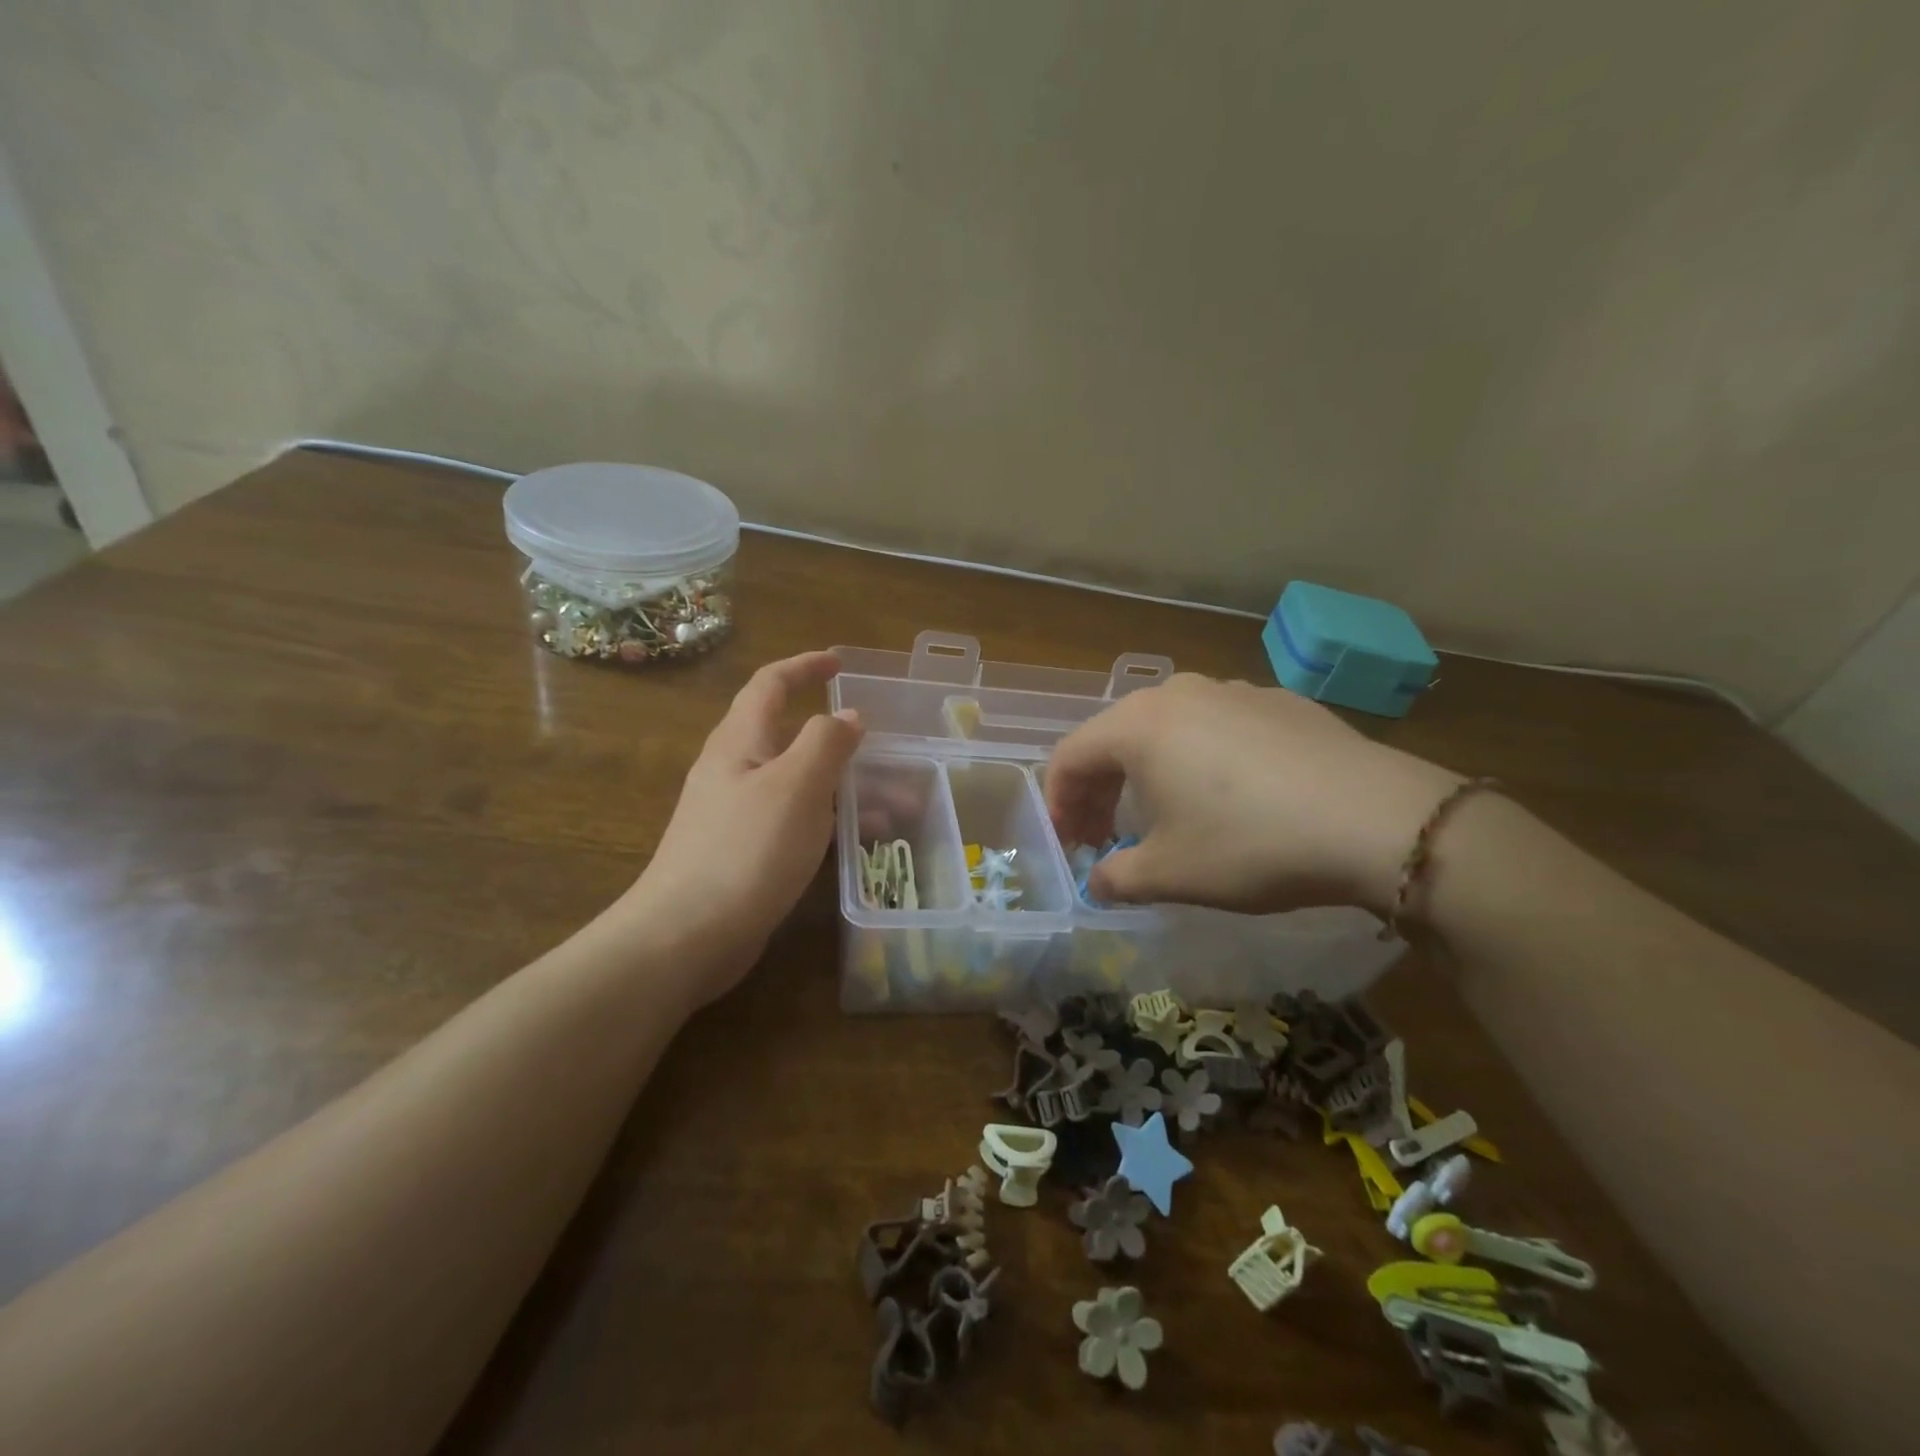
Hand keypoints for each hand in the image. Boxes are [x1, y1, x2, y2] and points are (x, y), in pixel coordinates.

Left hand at [615, 651, 861, 1004]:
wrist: (685, 936)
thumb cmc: (745, 850)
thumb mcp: (796, 786)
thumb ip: (826, 742)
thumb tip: (848, 716)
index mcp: (740, 741)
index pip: (771, 684)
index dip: (805, 667)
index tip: (841, 663)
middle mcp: (735, 769)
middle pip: (792, 737)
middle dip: (842, 741)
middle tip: (888, 753)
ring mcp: (738, 813)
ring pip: (801, 783)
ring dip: (846, 787)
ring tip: (898, 806)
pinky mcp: (745, 852)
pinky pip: (796, 820)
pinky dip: (830, 820)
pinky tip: (860, 842)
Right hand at [1045, 674, 1459, 915]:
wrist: (1377, 819)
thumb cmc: (1250, 844)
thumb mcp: (1170, 874)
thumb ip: (1116, 878)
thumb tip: (1099, 882)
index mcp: (1137, 725)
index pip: (1069, 757)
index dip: (1059, 804)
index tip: (1070, 845)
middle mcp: (1177, 693)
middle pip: (1114, 738)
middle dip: (1099, 790)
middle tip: (1103, 837)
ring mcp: (1232, 690)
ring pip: (1166, 729)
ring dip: (1147, 773)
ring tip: (1163, 816)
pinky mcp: (1279, 701)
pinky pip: (1216, 727)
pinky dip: (1198, 760)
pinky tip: (1229, 798)